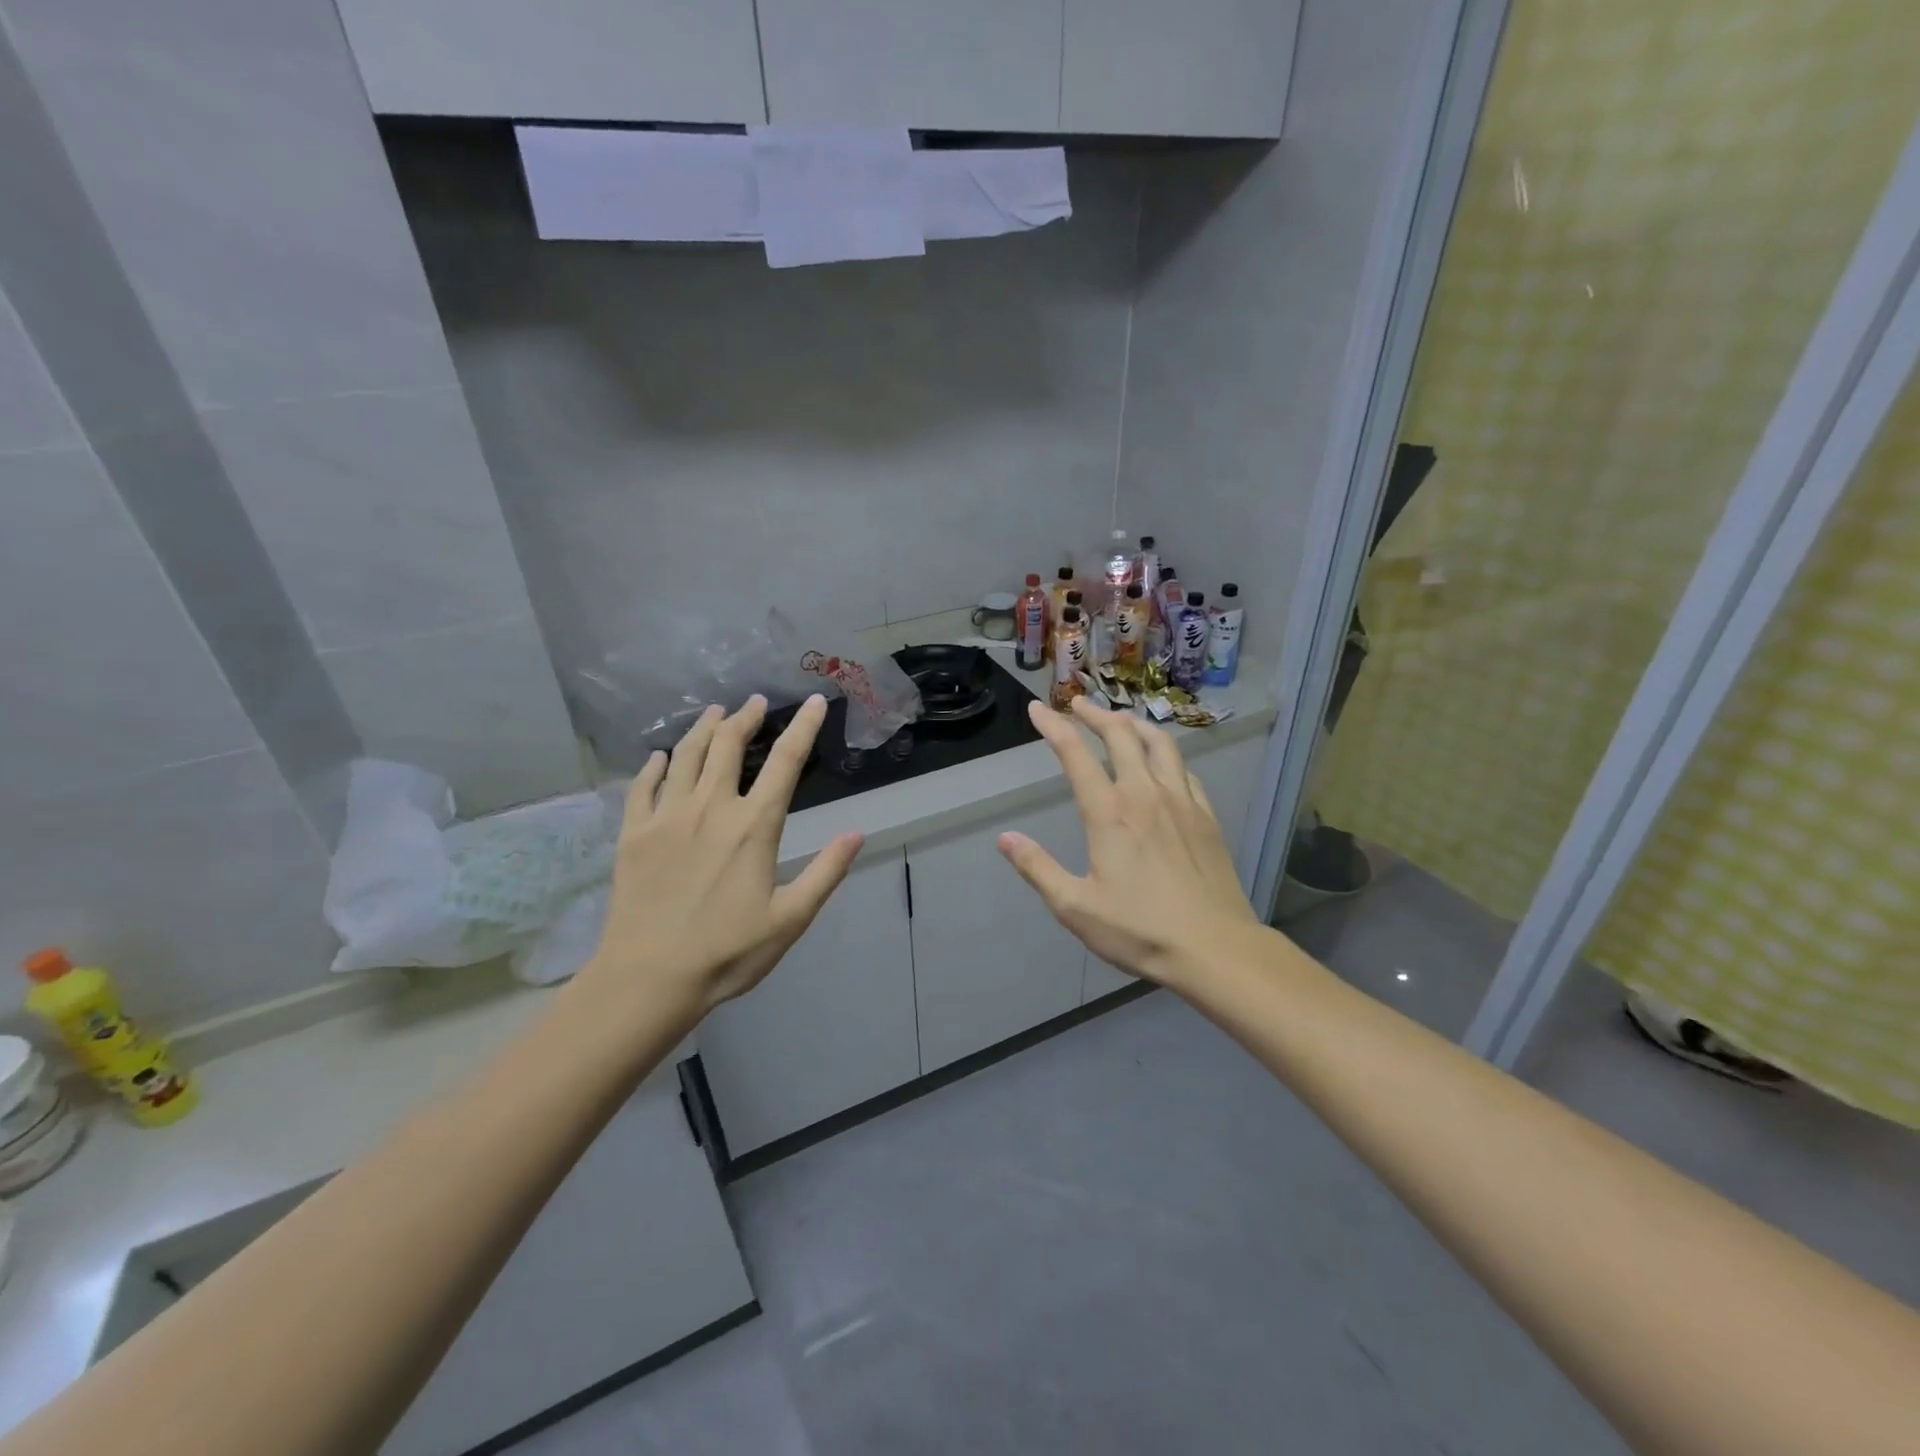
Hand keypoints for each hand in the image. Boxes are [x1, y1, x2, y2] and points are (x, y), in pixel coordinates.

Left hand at [574, 695, 863, 1024]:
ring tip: (714, 712)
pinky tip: (660, 757)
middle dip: (745, 717)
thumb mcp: (791, 919)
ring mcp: (667, 817)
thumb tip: (857, 833)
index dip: (802, 727)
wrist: (649, 978)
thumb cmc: (728, 952)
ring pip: (686, 756)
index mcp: (753, 826)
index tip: (812, 701)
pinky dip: (654, 765)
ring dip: (703, 729)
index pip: (786, 762)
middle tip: (754, 702)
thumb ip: (826, 872)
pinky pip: (643, 786)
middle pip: (729, 746)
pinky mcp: (633, 833)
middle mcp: (711, 808)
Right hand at [998, 698, 1260, 991]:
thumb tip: (1006, 838)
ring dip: (1134, 724)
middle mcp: (1146, 794)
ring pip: (1159, 743)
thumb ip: (1038, 869)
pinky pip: (1184, 769)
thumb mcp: (1075, 907)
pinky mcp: (1207, 816)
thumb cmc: (1139, 930)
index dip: (1053, 727)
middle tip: (1077, 705)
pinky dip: (1166, 754)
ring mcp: (1182, 801)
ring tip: (1119, 721)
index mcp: (1110, 813)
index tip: (1037, 708)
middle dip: (1095, 714)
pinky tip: (1162, 763)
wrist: (1215, 948)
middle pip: (1120, 735)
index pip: (1075, 755)